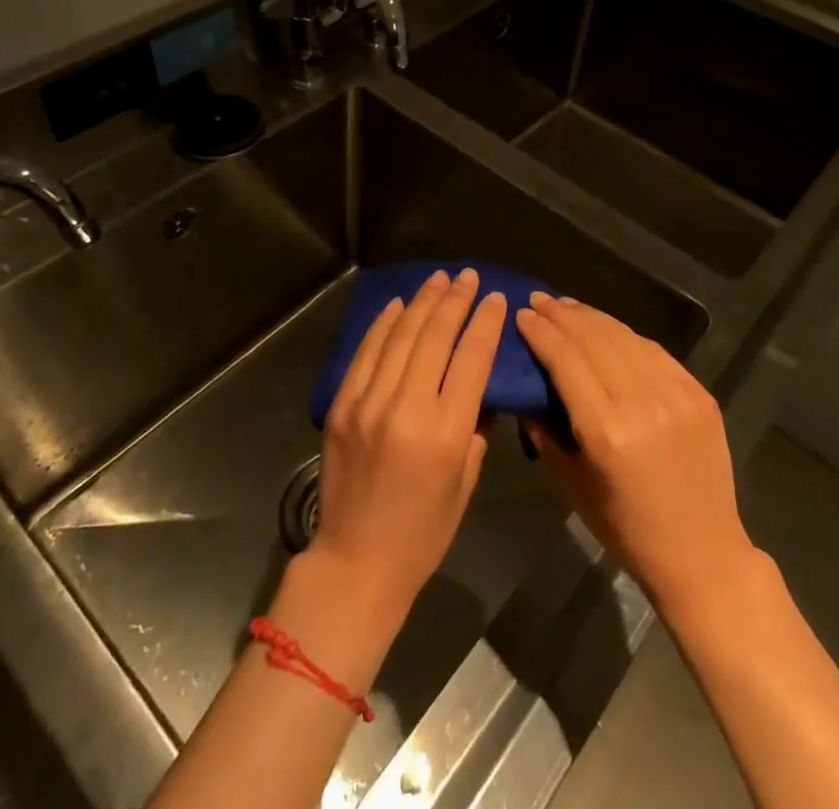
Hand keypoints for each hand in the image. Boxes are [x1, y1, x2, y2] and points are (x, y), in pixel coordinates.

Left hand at [311, 268, 506, 615]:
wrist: (356, 561)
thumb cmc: (423, 531)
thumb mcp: (465, 482)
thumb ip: (475, 427)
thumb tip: (477, 383)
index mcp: (445, 432)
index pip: (472, 359)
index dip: (486, 323)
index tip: (496, 298)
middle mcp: (406, 407)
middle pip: (435, 336)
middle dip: (455, 300)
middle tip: (469, 276)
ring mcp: (368, 402)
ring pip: (400, 335)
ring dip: (422, 302)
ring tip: (439, 279)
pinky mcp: (342, 404)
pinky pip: (367, 352)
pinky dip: (385, 323)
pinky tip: (399, 304)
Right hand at [515, 294, 761, 622]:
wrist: (703, 554)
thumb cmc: (627, 529)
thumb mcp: (571, 485)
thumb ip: (545, 432)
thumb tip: (526, 390)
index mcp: (606, 431)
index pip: (565, 359)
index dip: (540, 332)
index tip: (522, 315)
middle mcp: (642, 402)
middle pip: (594, 338)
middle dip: (561, 315)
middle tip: (538, 301)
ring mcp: (676, 394)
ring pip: (624, 336)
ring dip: (591, 317)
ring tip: (567, 307)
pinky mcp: (698, 393)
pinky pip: (654, 350)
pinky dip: (625, 335)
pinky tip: (607, 329)